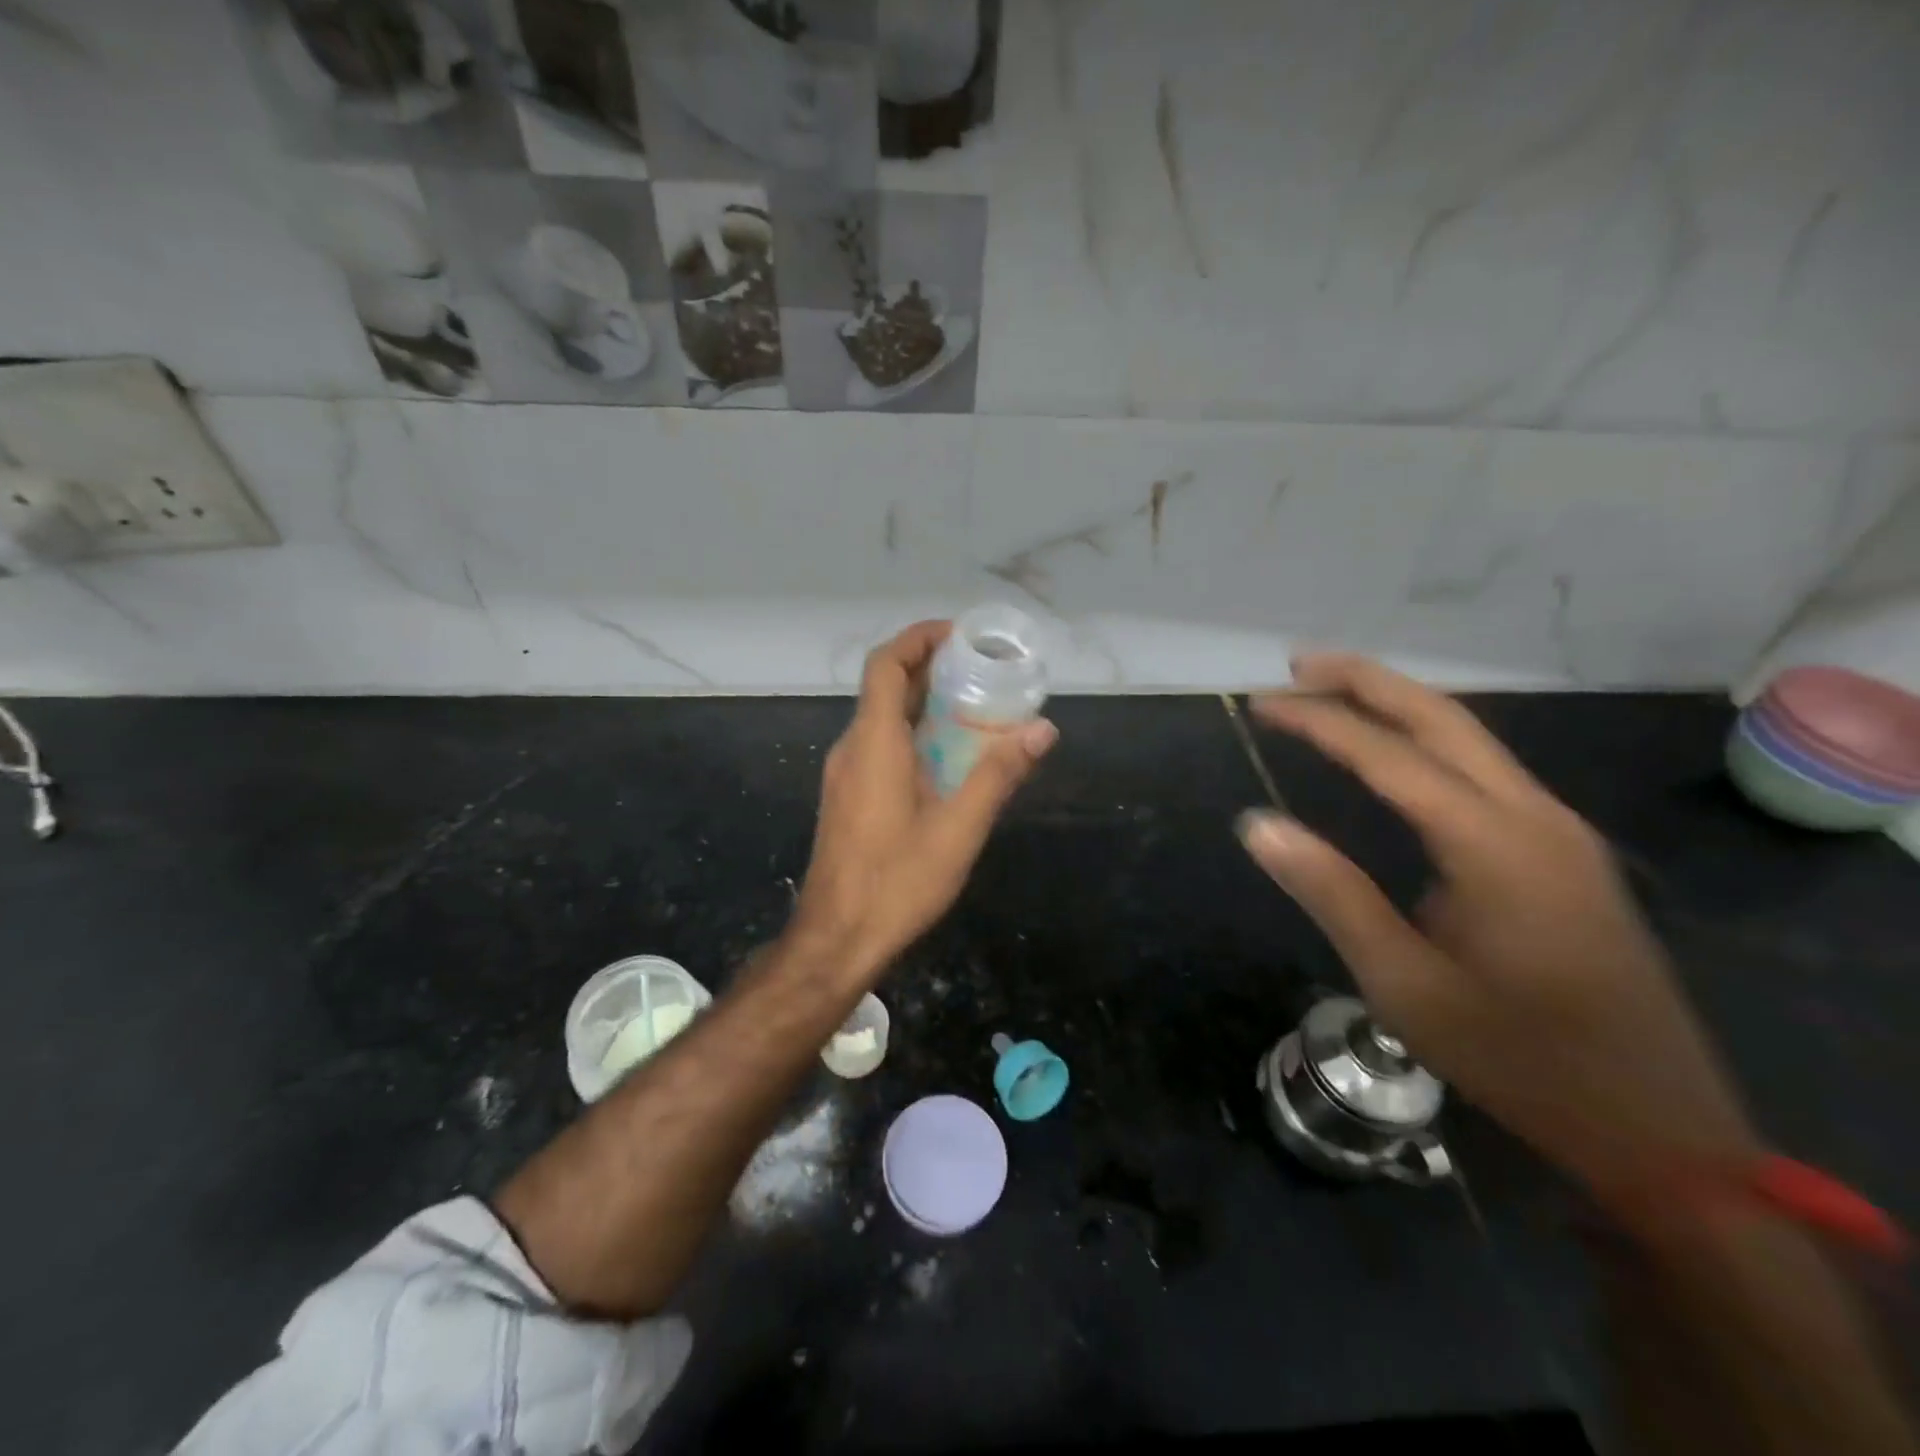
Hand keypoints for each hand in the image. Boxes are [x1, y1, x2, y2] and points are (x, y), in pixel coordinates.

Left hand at [793, 620, 1056, 975]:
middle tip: (982, 670)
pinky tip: (949, 759)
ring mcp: (845, 774)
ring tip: (975, 708)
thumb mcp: (959, 828)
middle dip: (931, 669)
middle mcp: (852, 748)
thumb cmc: (897, 882)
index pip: (886, 665)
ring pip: (883, 719)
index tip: (960, 635)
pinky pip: (880, 746)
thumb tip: (1043, 729)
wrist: (836, 938)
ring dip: (924, 704)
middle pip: (886, 687)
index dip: (919, 638)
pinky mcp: (847, 797)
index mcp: (873, 742)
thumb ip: (1000, 774)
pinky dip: (913, 734)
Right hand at [1240, 654, 1759, 1221]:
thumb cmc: (1517, 1057)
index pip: (1391, 756)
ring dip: (1398, 705)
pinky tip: (1393, 750)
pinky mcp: (1562, 851)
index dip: (1321, 722)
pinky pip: (1485, 770)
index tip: (1263, 703)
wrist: (1656, 1125)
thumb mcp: (1404, 984)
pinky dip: (1427, 740)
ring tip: (1332, 693)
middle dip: (1367, 681)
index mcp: (1495, 846)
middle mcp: (1535, 817)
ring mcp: (1558, 831)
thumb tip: (1257, 824)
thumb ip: (1331, 893)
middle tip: (1297, 665)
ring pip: (1471, 737)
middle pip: (1445, 718)